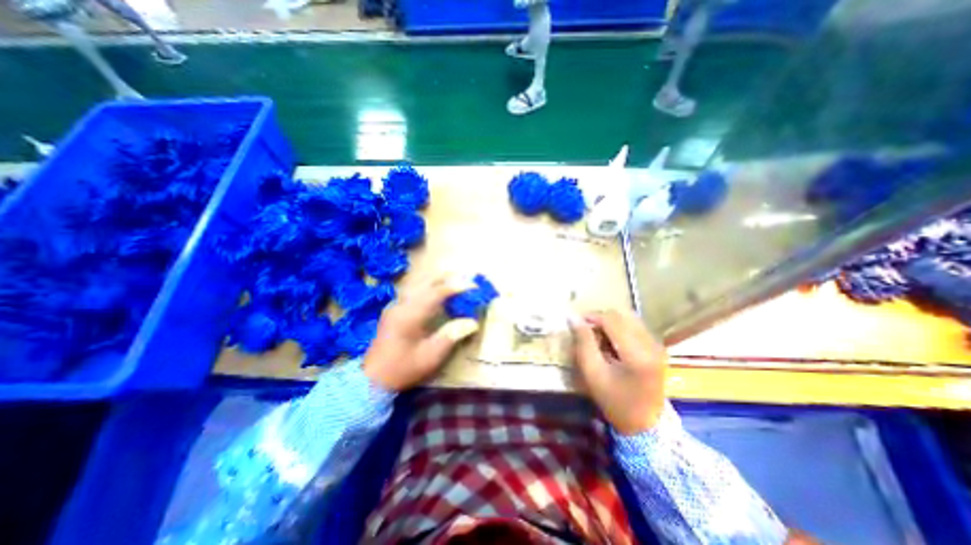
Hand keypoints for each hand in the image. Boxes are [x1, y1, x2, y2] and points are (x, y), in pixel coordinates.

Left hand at [362, 277, 479, 390]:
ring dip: (438, 280)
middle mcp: (402, 304)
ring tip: (455, 282)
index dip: (457, 286)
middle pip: (426, 281)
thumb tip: (473, 322)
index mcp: (410, 315)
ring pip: (419, 283)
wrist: (373, 379)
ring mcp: (396, 305)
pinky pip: (414, 289)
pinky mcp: (394, 309)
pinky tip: (437, 292)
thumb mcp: (431, 356)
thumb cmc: (404, 368)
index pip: (437, 292)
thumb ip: (452, 336)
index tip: (474, 286)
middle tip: (466, 279)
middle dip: (448, 277)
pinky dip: (429, 286)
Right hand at [571, 310, 668, 432]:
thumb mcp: (593, 373)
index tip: (577, 324)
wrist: (644, 425)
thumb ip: (584, 342)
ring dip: (610, 323)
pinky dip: (620, 328)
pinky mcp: (657, 347)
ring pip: (628, 318)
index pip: (612, 320)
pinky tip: (612, 342)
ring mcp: (657, 345)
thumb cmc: (614, 401)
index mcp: (637, 354)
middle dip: (601, 319)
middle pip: (622, 315)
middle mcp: (651, 344)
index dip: (592, 317)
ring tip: (598, 337)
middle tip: (587, 332)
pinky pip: (635, 326)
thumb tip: (573, 318)